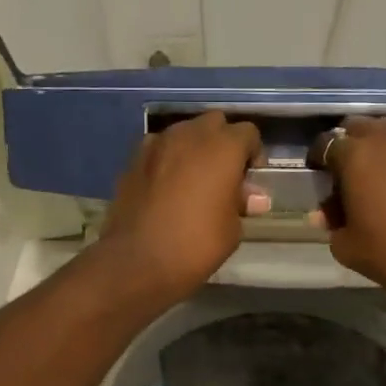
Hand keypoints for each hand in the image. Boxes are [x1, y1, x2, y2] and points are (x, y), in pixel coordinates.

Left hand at [93, 111, 265, 305]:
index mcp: (223, 147)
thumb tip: (252, 196)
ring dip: (193, 148)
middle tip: (224, 175)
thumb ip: (241, 203)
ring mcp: (157, 144)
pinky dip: (167, 159)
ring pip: (183, 132)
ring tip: (194, 180)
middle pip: (214, 123)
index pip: (248, 133)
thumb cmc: (196, 245)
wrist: (138, 261)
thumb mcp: (232, 229)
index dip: (252, 154)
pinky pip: (159, 148)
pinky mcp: (133, 159)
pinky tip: (167, 186)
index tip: (250, 180)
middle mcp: (190, 135)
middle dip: (223, 142)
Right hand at [312, 116, 385, 288]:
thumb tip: (325, 214)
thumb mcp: (347, 246)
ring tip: (383, 169)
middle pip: (359, 127)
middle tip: (350, 169)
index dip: (319, 158)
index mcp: (355, 156)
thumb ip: (331, 223)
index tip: (320, 173)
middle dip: (350, 144)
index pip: (326, 144)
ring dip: (381, 144)